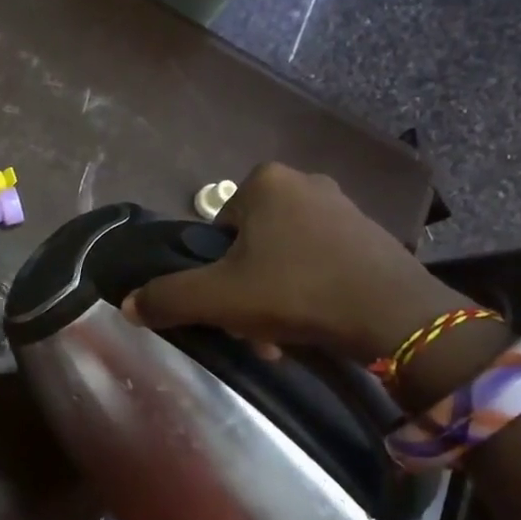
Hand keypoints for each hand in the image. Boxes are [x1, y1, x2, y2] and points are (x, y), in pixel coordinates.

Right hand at [122, 163, 466, 361]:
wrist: (393, 315)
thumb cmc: (296, 292)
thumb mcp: (219, 298)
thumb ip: (169, 298)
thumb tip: (127, 304)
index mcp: (264, 182)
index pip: (217, 231)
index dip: (216, 274)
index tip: (229, 308)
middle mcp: (304, 181)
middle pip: (251, 247)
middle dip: (247, 291)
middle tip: (254, 329)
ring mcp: (343, 206)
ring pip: (285, 258)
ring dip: (275, 298)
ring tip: (285, 338)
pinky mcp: (369, 234)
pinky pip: (320, 262)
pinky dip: (310, 292)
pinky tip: (315, 324)